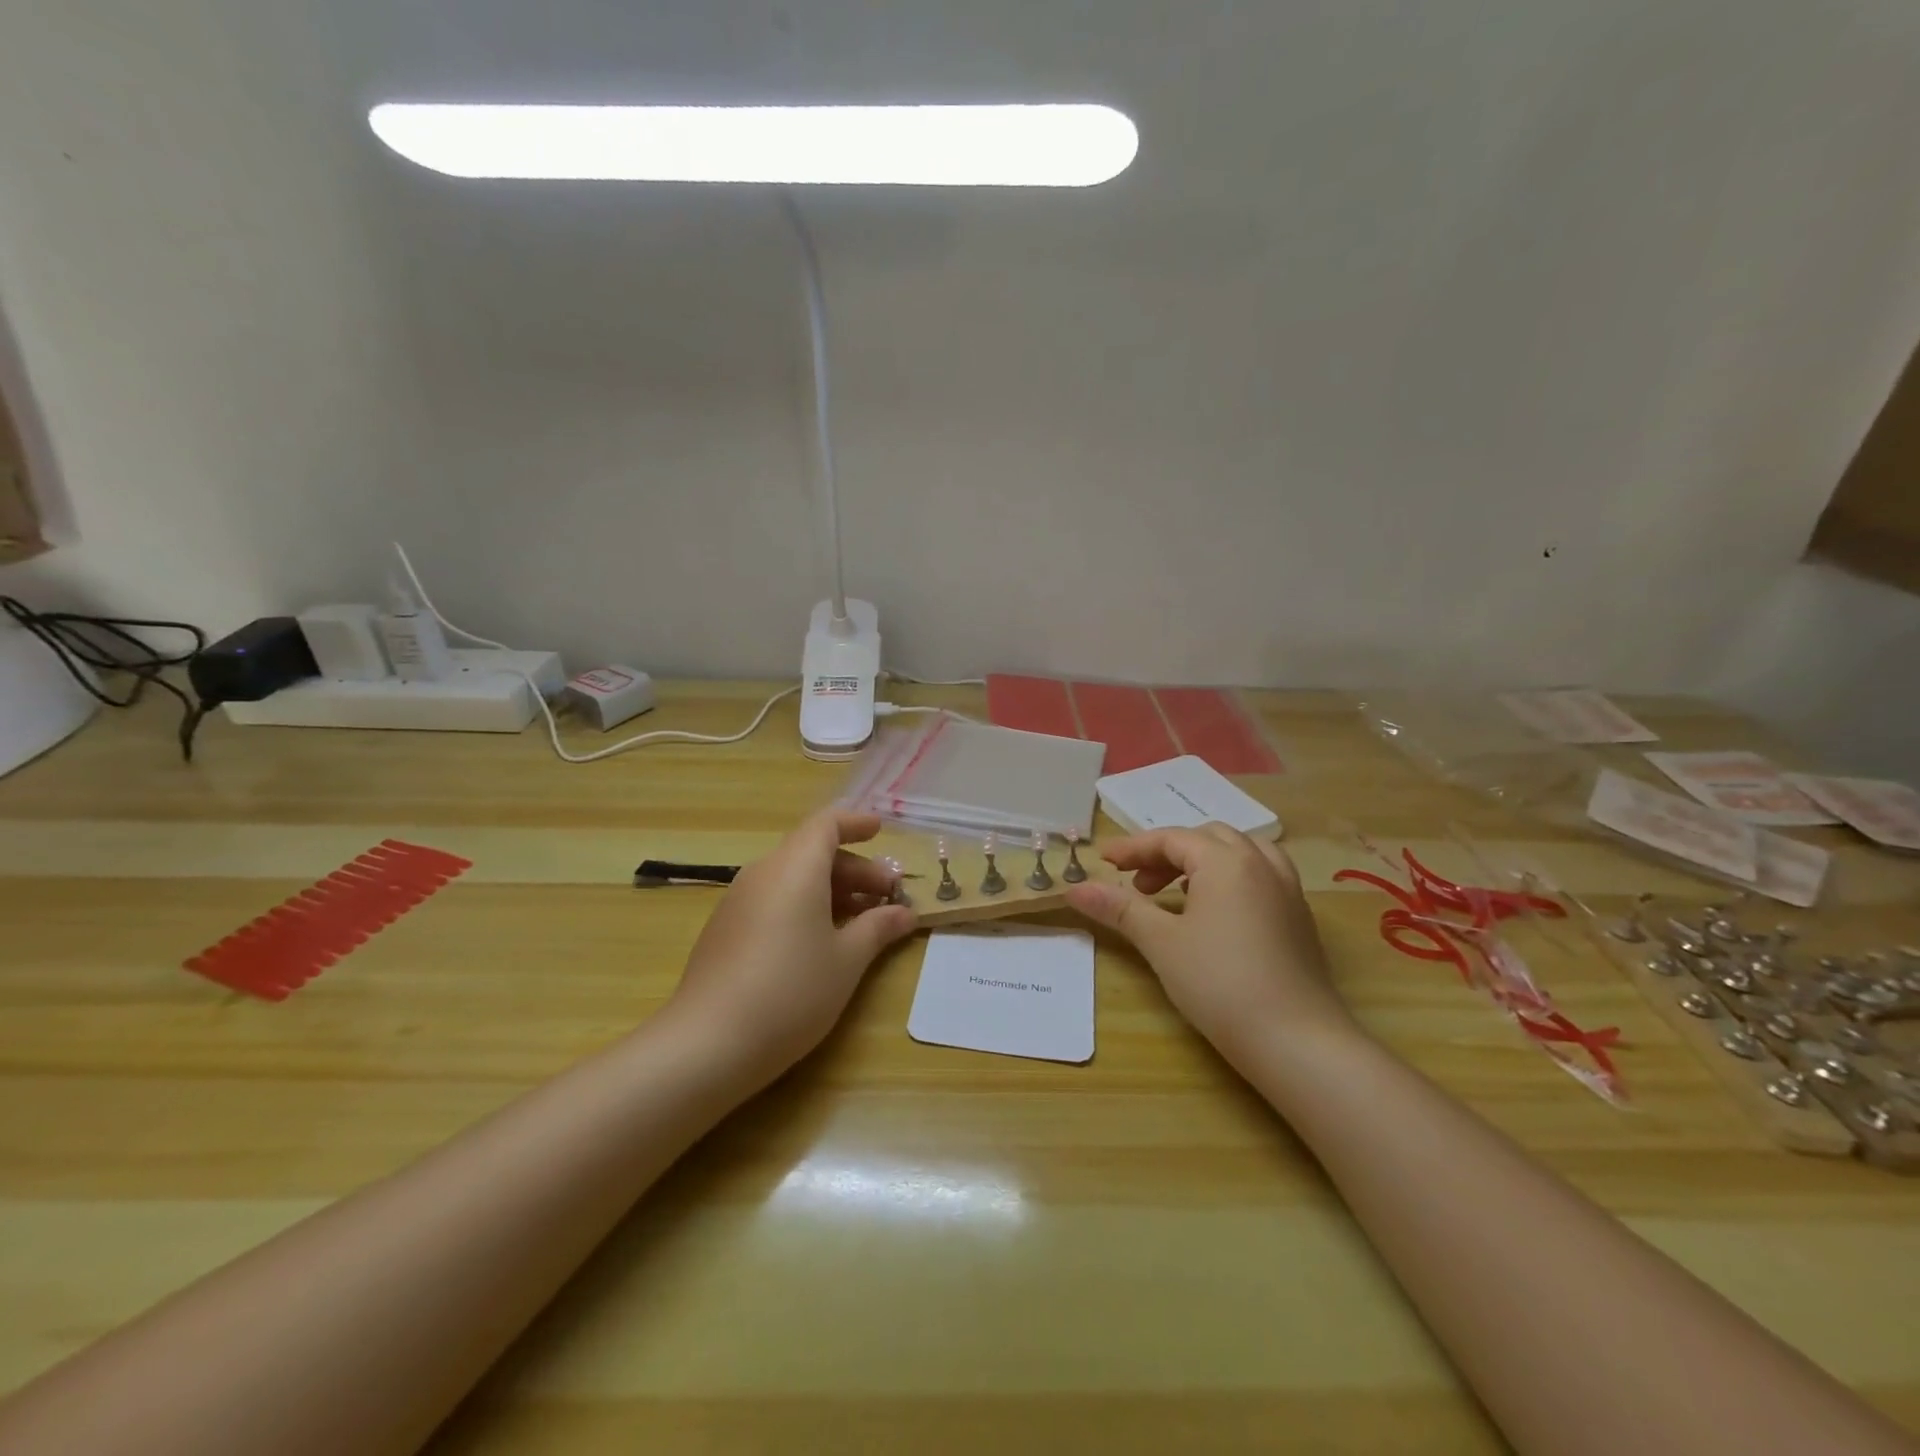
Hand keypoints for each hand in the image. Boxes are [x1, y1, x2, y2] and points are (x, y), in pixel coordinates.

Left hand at [663, 809, 917, 1087]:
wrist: (708, 1043)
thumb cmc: (792, 991)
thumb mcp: (846, 960)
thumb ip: (877, 928)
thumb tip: (904, 913)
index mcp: (796, 868)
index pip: (826, 824)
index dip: (855, 823)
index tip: (881, 830)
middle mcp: (764, 873)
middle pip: (812, 852)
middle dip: (854, 868)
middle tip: (887, 895)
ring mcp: (739, 901)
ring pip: (792, 877)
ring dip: (830, 889)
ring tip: (860, 920)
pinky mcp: (725, 929)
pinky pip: (773, 899)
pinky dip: (803, 905)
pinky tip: (820, 942)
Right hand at [1064, 824, 1354, 1069]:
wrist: (1297, 1041)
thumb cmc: (1220, 984)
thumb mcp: (1161, 943)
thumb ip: (1120, 909)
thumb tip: (1075, 889)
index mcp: (1226, 861)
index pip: (1171, 839)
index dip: (1133, 847)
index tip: (1103, 861)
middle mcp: (1261, 864)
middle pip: (1207, 838)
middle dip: (1168, 853)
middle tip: (1138, 883)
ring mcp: (1287, 890)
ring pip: (1240, 853)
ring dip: (1203, 862)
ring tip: (1178, 892)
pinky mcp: (1299, 918)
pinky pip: (1260, 876)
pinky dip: (1230, 879)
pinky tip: (1216, 914)